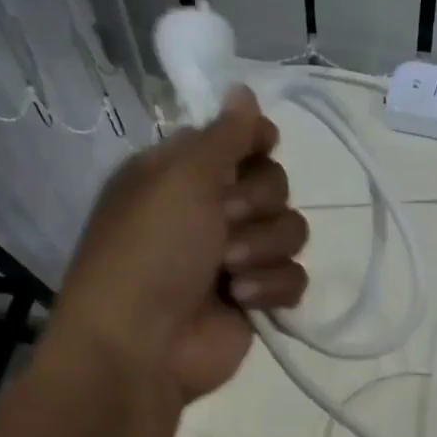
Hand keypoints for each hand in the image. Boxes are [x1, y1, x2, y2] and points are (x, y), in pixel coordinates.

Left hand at [56, 86, 307, 400]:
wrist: (142, 346)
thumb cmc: (150, 252)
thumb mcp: (180, 178)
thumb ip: (223, 135)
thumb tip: (244, 90)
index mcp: (182, 174)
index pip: (240, 140)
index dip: (256, 142)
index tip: (262, 147)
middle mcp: (210, 210)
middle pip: (275, 184)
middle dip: (257, 204)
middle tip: (225, 222)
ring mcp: (236, 257)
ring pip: (291, 231)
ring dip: (264, 249)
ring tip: (229, 271)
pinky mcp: (256, 299)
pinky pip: (294, 277)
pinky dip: (273, 287)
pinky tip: (243, 300)